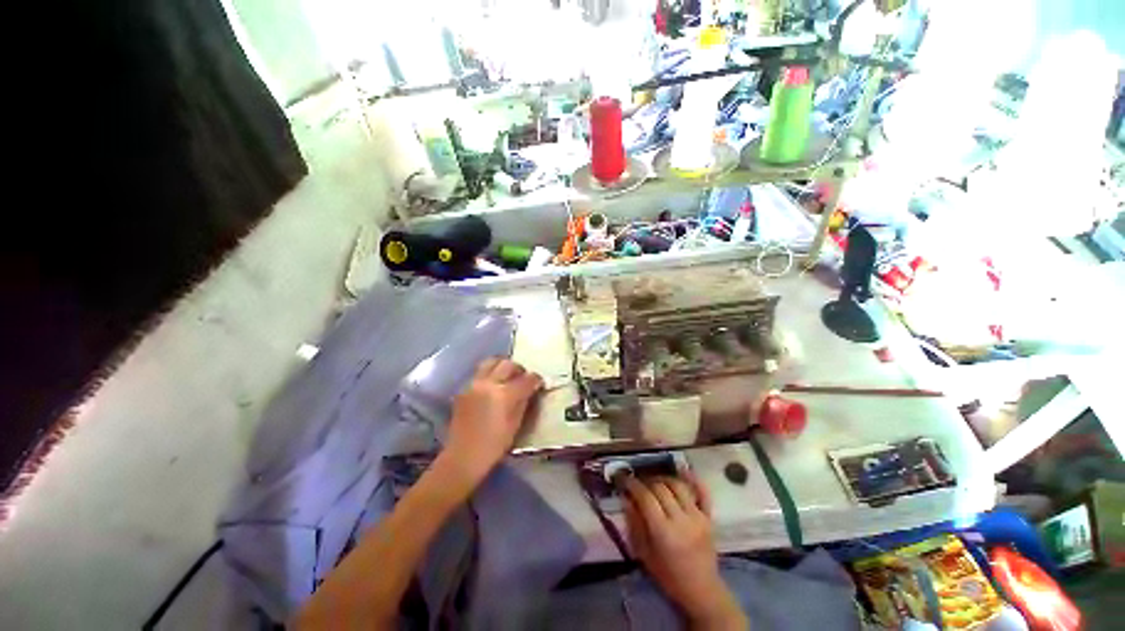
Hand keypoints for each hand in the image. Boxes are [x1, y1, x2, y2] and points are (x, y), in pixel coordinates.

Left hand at [441, 358, 542, 483]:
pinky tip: (492, 388)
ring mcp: (474, 384)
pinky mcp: (464, 389)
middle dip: (519, 369)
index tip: (539, 382)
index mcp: (504, 395)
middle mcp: (488, 384)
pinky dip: (489, 375)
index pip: (527, 379)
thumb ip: (523, 402)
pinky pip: (480, 374)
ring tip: (507, 377)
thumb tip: (530, 390)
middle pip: (508, 364)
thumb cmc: (493, 446)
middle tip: (523, 379)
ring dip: (502, 366)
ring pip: (491, 362)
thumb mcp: (515, 425)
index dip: (536, 379)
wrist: (462, 457)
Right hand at [623, 475, 746, 629]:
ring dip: (663, 478)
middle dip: (646, 481)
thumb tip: (626, 498)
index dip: (632, 485)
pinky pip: (703, 492)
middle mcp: (682, 520)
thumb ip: (635, 524)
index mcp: (664, 532)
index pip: (645, 497)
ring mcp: (698, 516)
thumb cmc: (668, 575)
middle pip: (661, 488)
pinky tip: (681, 469)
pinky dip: (692, 478)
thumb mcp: (644, 554)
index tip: (623, 479)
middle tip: (637, 481)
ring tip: (654, 480)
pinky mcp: (709, 517)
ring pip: (678, 485)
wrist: (701, 590)